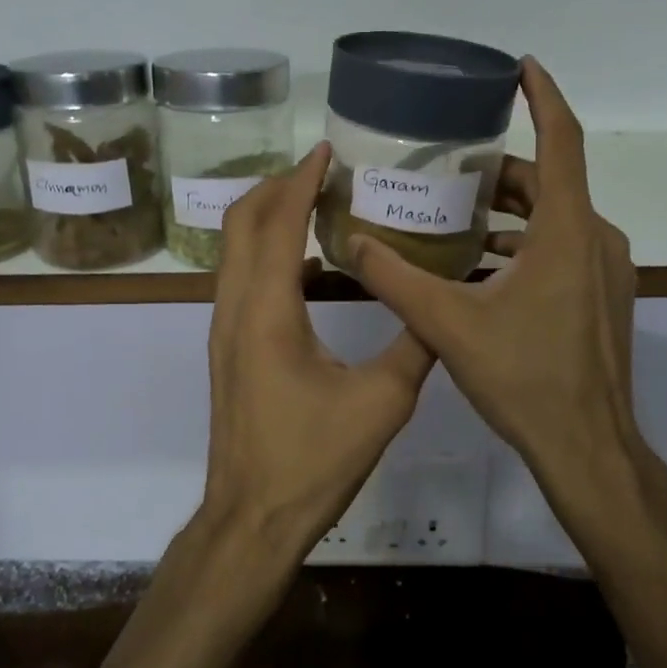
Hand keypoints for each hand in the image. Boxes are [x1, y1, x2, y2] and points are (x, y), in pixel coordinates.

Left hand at [198, 143, 435, 566]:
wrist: (252, 517)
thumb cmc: (312, 461)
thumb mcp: (381, 403)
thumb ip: (415, 345)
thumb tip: (442, 303)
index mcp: (267, 311)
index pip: (278, 223)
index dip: (300, 180)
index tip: (326, 150)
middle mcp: (235, 308)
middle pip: (241, 223)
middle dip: (276, 187)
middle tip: (321, 170)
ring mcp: (224, 329)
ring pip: (234, 250)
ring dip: (268, 217)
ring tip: (316, 203)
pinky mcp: (228, 348)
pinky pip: (241, 278)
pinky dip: (268, 253)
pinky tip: (311, 265)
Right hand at [350, 59, 666, 533]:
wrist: (588, 448)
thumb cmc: (524, 378)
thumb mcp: (447, 323)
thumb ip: (394, 278)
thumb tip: (350, 241)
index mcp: (567, 231)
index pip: (561, 141)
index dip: (543, 97)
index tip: (520, 66)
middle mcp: (596, 239)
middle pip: (549, 182)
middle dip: (500, 171)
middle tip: (448, 170)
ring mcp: (607, 271)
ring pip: (557, 219)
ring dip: (511, 212)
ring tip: (456, 217)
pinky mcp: (604, 299)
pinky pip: (564, 249)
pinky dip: (526, 244)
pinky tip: (482, 268)